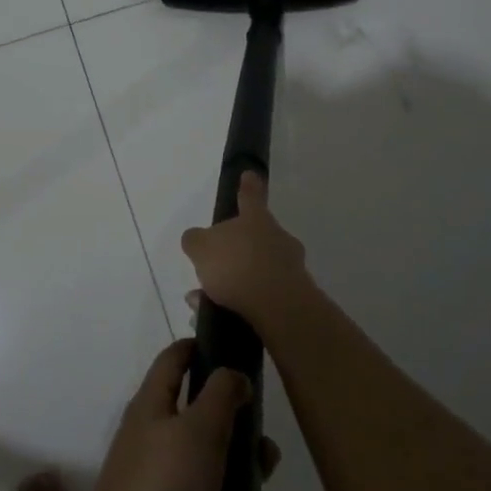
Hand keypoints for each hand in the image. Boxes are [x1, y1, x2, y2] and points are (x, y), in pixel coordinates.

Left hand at [67, 340, 295, 490]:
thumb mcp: (196, 431)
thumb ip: (220, 396)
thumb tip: (232, 372)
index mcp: (155, 407)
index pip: (175, 360)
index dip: (202, 348)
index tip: (238, 351)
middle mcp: (161, 442)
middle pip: (213, 426)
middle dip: (249, 444)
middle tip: (267, 460)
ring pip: (228, 481)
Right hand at [180, 172, 313, 331]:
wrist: (279, 307)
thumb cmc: (237, 265)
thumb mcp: (201, 247)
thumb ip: (195, 240)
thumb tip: (196, 239)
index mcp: (256, 219)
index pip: (250, 196)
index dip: (248, 186)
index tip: (250, 175)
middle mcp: (278, 238)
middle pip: (255, 237)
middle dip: (235, 251)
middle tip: (213, 267)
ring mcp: (290, 267)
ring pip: (257, 269)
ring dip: (235, 281)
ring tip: (205, 299)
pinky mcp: (295, 297)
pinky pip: (263, 295)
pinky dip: (243, 303)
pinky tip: (219, 315)